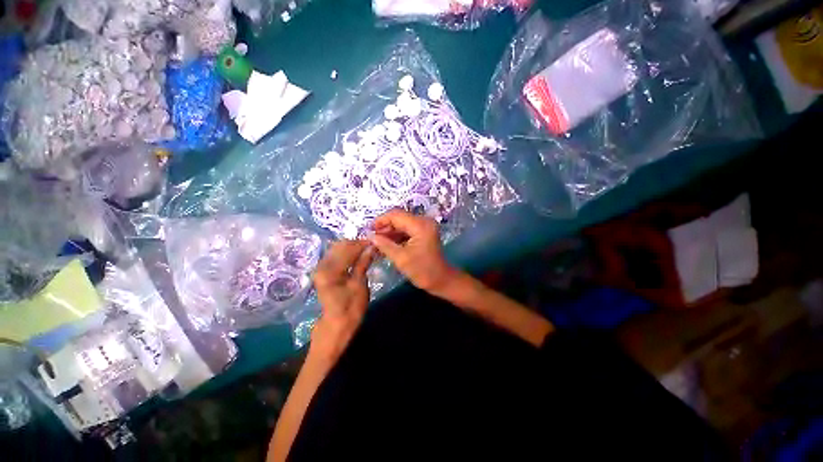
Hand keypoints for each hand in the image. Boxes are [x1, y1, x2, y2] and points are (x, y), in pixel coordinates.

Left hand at [310, 240, 374, 362]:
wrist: (336, 325)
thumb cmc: (350, 308)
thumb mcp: (360, 284)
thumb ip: (363, 263)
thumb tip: (372, 246)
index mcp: (329, 270)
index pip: (348, 249)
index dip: (363, 244)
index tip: (376, 242)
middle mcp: (321, 265)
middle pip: (341, 246)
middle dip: (358, 244)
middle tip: (373, 246)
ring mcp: (321, 267)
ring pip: (338, 249)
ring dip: (353, 248)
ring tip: (367, 250)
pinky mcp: (323, 271)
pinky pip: (336, 256)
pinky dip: (348, 254)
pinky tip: (358, 256)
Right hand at [368, 210, 459, 296]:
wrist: (441, 280)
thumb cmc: (423, 271)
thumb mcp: (401, 258)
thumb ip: (384, 245)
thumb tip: (370, 236)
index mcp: (420, 225)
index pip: (396, 215)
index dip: (380, 220)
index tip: (368, 230)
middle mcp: (424, 221)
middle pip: (399, 218)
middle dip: (384, 228)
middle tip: (371, 239)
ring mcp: (424, 227)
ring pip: (402, 224)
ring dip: (389, 233)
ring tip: (376, 243)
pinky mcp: (424, 233)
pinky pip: (407, 230)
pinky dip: (396, 236)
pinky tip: (386, 245)